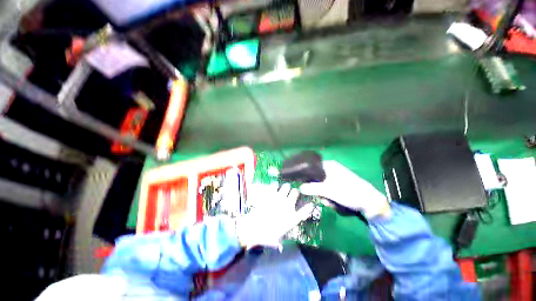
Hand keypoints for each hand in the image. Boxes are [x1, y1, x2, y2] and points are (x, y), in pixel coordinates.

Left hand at [237, 183, 313, 248]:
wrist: (253, 228)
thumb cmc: (266, 236)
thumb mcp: (276, 240)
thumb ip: (280, 241)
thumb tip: (280, 246)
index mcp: (291, 218)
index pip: (305, 211)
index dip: (309, 207)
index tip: (310, 204)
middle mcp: (287, 205)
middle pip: (295, 192)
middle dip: (294, 192)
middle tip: (292, 194)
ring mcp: (279, 198)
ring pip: (286, 186)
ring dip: (286, 187)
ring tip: (284, 189)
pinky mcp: (270, 194)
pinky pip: (275, 185)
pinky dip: (275, 185)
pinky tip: (274, 187)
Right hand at [300, 161, 389, 218]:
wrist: (369, 202)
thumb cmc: (348, 191)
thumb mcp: (328, 190)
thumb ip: (312, 188)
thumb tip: (299, 188)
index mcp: (328, 165)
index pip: (311, 168)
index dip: (306, 176)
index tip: (303, 185)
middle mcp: (330, 169)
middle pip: (315, 179)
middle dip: (317, 190)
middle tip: (322, 197)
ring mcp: (335, 178)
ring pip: (321, 186)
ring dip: (323, 196)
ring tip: (330, 201)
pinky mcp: (338, 186)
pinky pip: (327, 190)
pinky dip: (329, 197)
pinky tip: (335, 202)